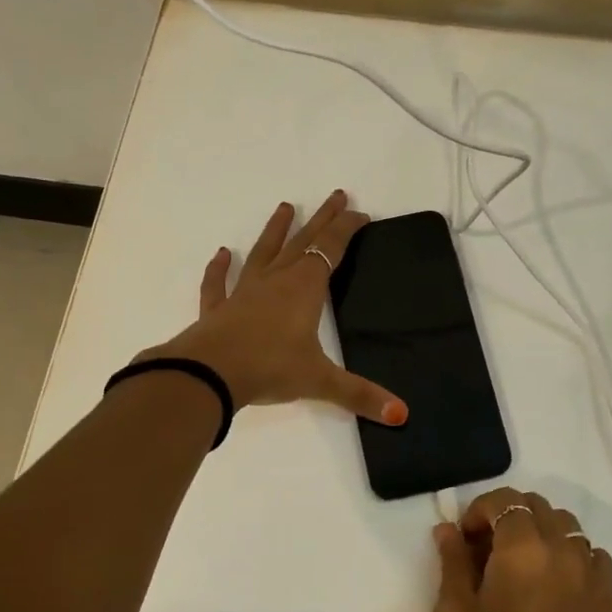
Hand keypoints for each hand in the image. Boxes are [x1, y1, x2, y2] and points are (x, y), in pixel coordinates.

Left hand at [139, 192, 407, 424]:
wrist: (209, 373)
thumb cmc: (270, 368)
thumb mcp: (320, 381)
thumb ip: (360, 395)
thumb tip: (402, 415)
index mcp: (304, 290)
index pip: (331, 250)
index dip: (346, 229)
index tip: (360, 213)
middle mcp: (276, 282)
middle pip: (302, 242)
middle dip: (321, 219)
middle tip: (335, 195)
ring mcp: (244, 293)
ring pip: (263, 254)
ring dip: (275, 231)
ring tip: (284, 206)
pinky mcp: (219, 309)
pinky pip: (220, 284)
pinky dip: (220, 269)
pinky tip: (222, 255)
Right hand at [431, 487, 611, 611]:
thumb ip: (451, 563)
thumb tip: (448, 530)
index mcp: (523, 549)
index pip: (504, 501)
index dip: (479, 511)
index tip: (464, 539)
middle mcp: (565, 551)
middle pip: (539, 507)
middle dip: (509, 517)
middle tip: (488, 551)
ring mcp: (595, 577)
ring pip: (569, 529)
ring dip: (542, 534)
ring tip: (523, 568)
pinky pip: (593, 559)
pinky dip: (571, 558)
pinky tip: (555, 589)